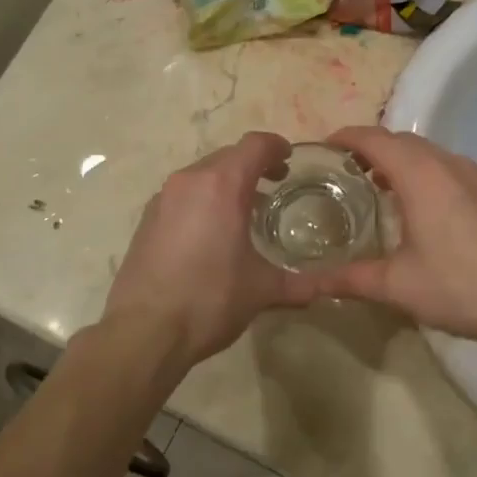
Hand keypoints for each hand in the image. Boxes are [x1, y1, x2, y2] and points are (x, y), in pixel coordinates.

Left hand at [102, 133, 318, 376]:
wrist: (144, 331)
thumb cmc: (209, 300)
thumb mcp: (262, 290)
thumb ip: (302, 284)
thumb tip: (332, 288)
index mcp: (222, 185)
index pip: (255, 145)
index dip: (277, 146)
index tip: (290, 159)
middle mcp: (190, 181)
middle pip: (228, 156)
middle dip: (253, 165)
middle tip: (275, 185)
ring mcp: (163, 198)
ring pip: (202, 174)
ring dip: (226, 182)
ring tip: (245, 210)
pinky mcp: (147, 218)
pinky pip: (183, 194)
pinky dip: (203, 199)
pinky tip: (212, 232)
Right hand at [309, 127, 476, 352]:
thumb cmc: (458, 286)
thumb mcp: (396, 285)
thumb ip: (349, 278)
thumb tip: (309, 284)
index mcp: (420, 175)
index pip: (375, 139)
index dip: (346, 137)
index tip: (323, 148)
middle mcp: (447, 163)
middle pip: (400, 140)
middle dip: (369, 147)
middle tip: (342, 170)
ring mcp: (473, 175)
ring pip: (426, 151)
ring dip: (398, 158)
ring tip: (374, 184)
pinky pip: (445, 165)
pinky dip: (421, 170)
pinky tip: (416, 203)